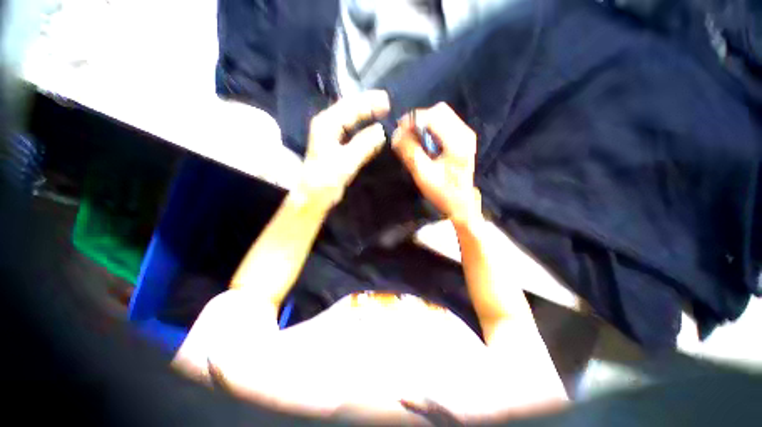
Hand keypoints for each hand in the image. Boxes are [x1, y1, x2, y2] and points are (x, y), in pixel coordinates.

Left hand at [299, 90, 389, 206]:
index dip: (369, 102)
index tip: (387, 101)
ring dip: (365, 111)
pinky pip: (350, 127)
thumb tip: (382, 131)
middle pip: (349, 107)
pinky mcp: (335, 143)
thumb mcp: (346, 163)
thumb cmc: (326, 179)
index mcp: (327, 124)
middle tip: (387, 101)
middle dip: (368, 103)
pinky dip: (362, 124)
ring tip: (382, 109)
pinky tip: (370, 125)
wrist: (313, 195)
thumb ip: (364, 145)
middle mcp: (327, 124)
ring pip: (349, 116)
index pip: (350, 107)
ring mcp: (330, 133)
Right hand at [392, 102, 481, 225]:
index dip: (412, 119)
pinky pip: (444, 123)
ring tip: (412, 138)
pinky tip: (423, 141)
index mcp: (457, 142)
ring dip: (423, 123)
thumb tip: (396, 134)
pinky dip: (430, 128)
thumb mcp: (423, 174)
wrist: (461, 203)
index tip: (398, 131)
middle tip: (404, 134)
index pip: (433, 116)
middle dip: (418, 119)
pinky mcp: (462, 139)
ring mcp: (465, 134)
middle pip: (438, 110)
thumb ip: (410, 152)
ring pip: (441, 115)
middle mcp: (464, 133)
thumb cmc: (443, 192)